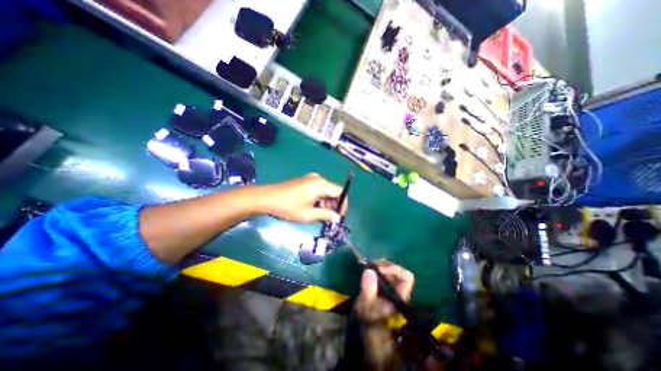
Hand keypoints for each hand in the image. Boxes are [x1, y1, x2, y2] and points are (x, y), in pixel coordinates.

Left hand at [261, 174, 347, 222]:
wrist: (267, 198)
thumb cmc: (289, 207)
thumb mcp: (309, 214)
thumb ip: (326, 215)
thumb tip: (338, 218)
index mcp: (321, 184)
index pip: (340, 192)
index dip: (343, 204)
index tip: (340, 216)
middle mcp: (318, 179)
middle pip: (333, 190)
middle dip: (334, 204)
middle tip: (330, 218)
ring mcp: (310, 178)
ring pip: (326, 190)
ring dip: (327, 202)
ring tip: (321, 214)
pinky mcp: (305, 181)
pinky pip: (318, 189)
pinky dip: (320, 198)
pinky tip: (313, 207)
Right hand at [354, 259, 410, 368]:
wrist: (367, 334)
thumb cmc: (369, 324)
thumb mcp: (367, 309)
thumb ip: (368, 291)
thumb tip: (369, 271)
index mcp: (400, 297)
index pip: (406, 277)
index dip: (394, 269)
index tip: (378, 269)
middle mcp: (398, 291)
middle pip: (397, 271)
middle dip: (384, 264)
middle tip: (369, 264)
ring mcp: (391, 290)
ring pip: (390, 271)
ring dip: (379, 265)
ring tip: (367, 265)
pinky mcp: (383, 289)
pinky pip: (382, 274)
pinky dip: (375, 269)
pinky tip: (366, 270)